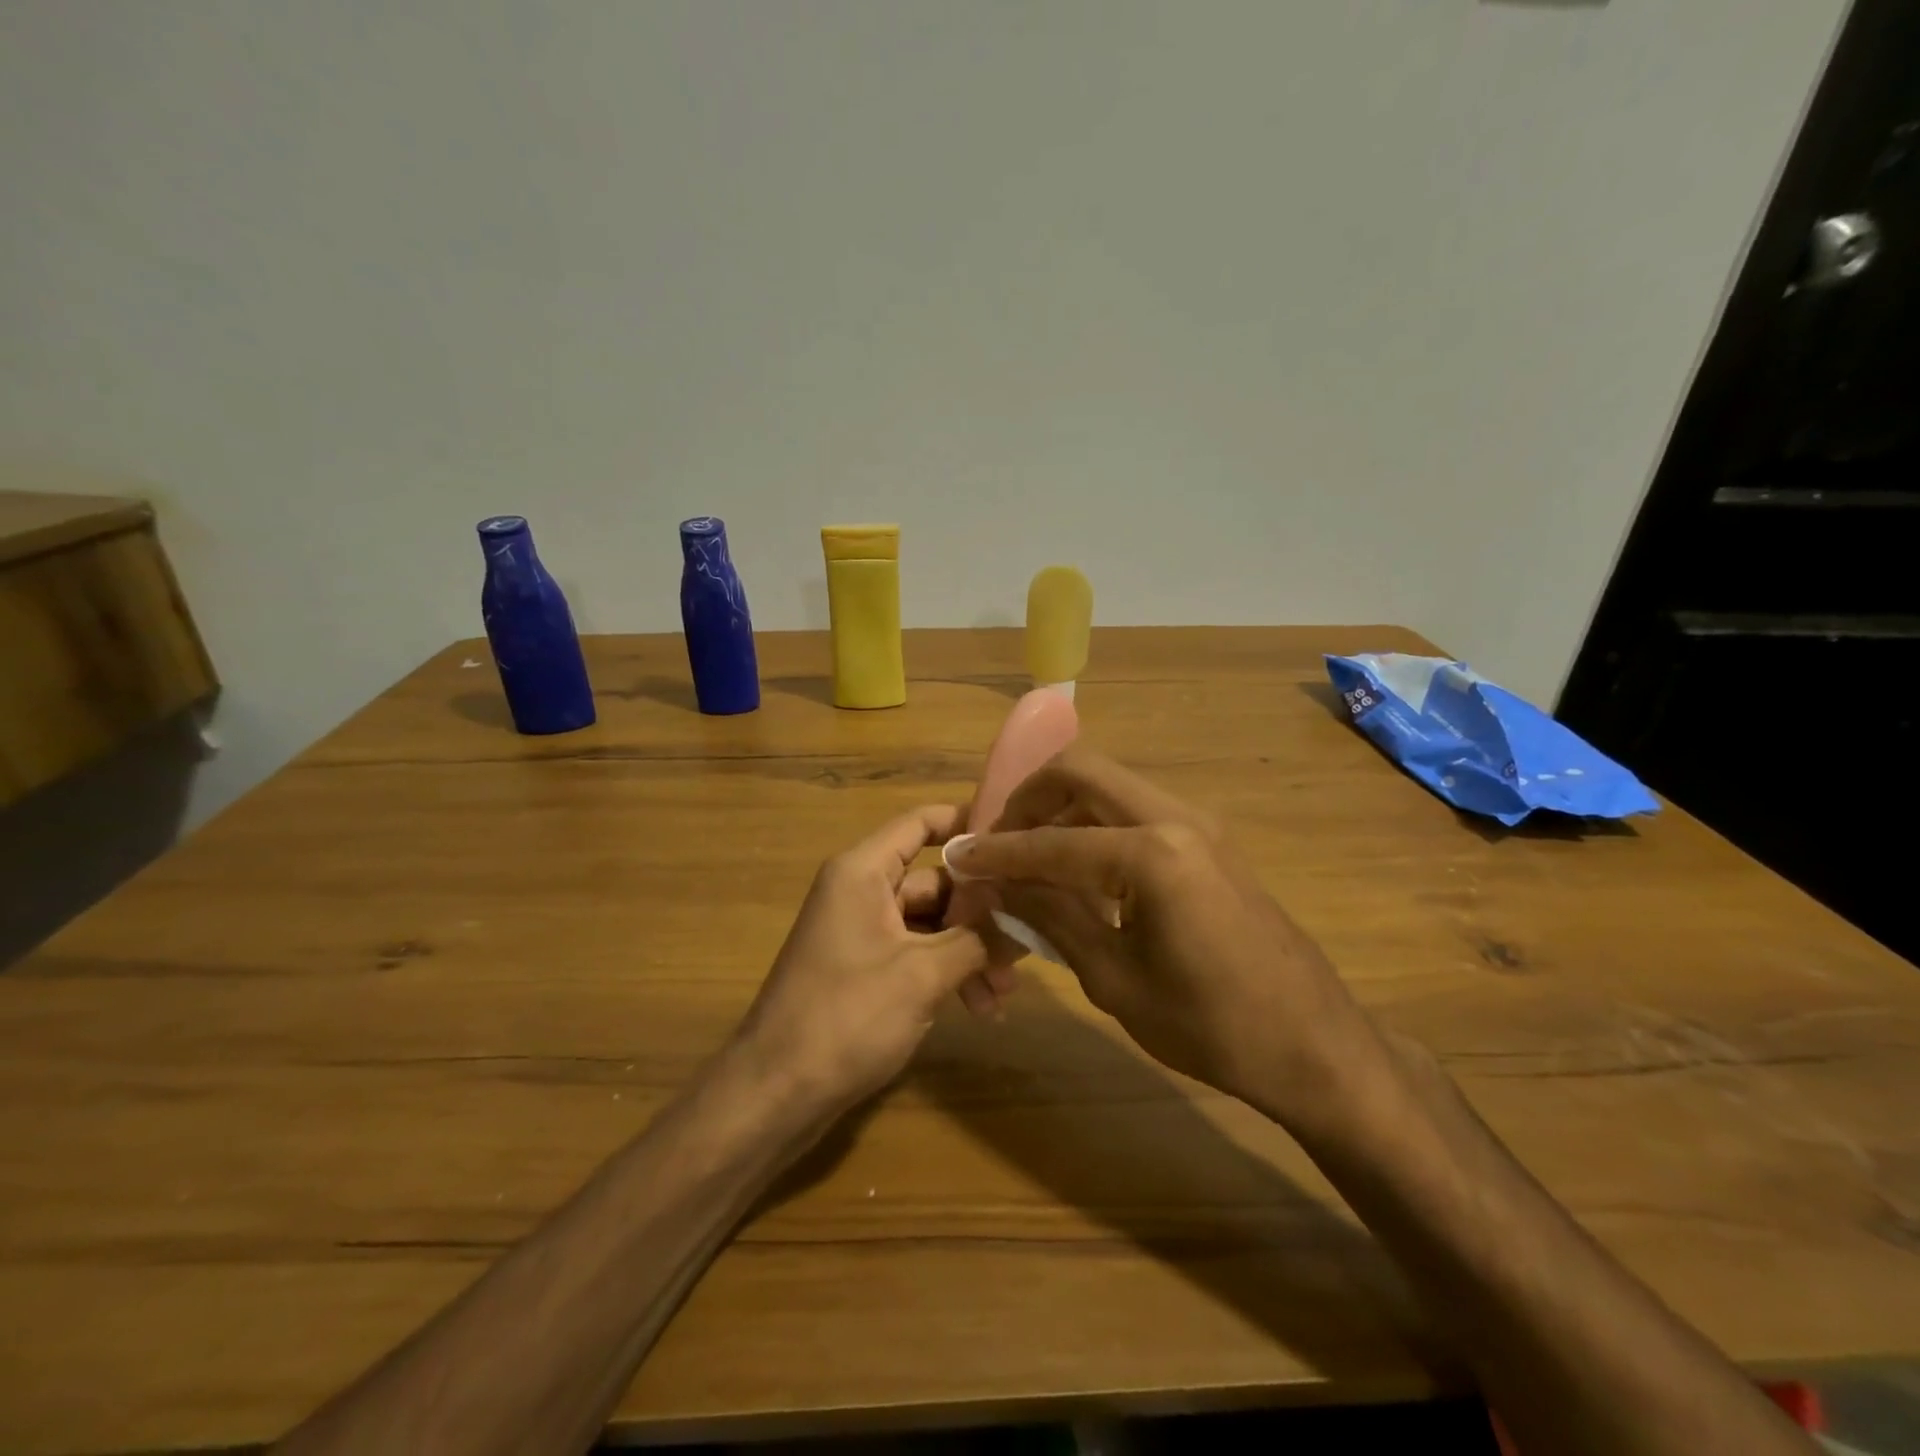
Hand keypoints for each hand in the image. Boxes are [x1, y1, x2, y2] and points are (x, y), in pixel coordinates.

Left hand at [737, 804, 995, 1114]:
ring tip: (1003, 996)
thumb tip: (1026, 914)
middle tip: (1024, 947)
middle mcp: (861, 891)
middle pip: (935, 882)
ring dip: (970, 953)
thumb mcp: (923, 975)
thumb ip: (979, 938)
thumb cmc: (847, 1017)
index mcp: (863, 872)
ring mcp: (861, 932)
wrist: (775, 1094)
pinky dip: (947, 974)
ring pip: (931, 925)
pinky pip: (916, 955)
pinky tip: (978, 1010)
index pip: (921, 823)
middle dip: (982, 916)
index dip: (966, 823)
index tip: (1015, 839)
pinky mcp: (863, 969)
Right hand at [947, 749, 1378, 1124]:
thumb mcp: (1115, 980)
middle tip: (997, 840)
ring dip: (1061, 808)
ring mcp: (1198, 823)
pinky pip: (1135, 810)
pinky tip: (1078, 870)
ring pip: (1109, 785)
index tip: (958, 857)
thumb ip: (1052, 917)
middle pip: (1081, 771)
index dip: (998, 851)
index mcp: (1153, 854)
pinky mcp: (1208, 839)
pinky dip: (1094, 824)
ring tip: (1029, 856)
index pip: (1052, 841)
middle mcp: (1176, 817)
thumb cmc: (1211, 1027)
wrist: (1314, 1043)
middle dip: (1028, 798)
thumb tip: (998, 883)